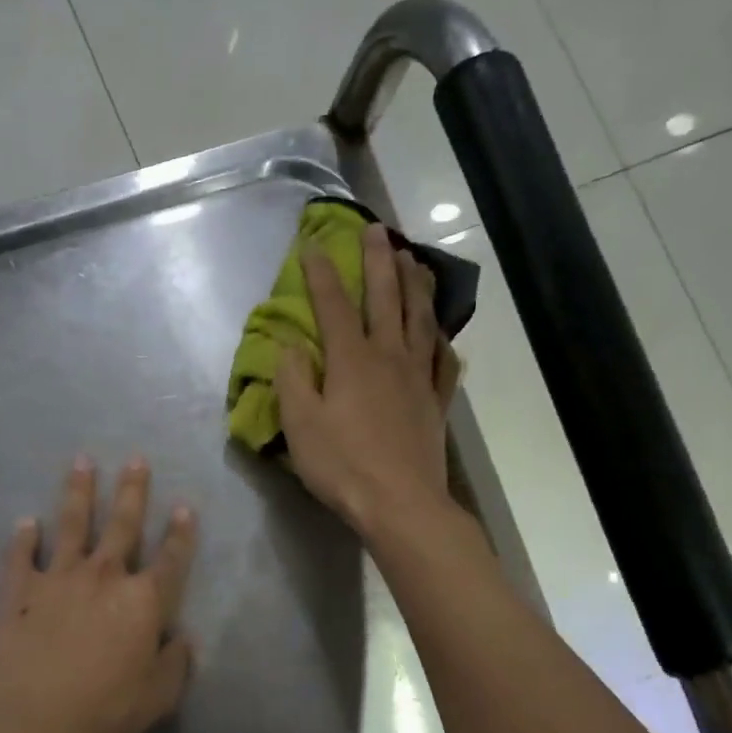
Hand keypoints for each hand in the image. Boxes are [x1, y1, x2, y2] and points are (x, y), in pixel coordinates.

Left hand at [0, 457, 197, 732]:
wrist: (33, 720)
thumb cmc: (104, 710)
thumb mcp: (158, 696)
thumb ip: (176, 664)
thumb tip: (182, 639)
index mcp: (143, 601)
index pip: (170, 559)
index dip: (180, 534)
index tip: (183, 507)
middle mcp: (103, 577)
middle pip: (122, 525)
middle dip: (131, 490)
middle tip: (135, 459)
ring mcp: (58, 578)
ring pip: (71, 525)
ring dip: (78, 492)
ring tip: (81, 462)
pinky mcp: (19, 590)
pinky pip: (21, 556)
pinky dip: (23, 538)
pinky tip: (26, 523)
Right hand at [275, 223, 461, 540]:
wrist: (401, 503)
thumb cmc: (342, 465)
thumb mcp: (300, 424)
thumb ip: (292, 379)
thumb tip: (289, 344)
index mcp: (351, 359)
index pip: (333, 305)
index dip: (321, 273)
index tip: (312, 244)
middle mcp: (389, 356)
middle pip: (386, 297)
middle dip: (377, 260)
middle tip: (376, 229)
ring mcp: (418, 376)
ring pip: (420, 317)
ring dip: (414, 283)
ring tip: (411, 259)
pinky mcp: (436, 400)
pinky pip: (442, 357)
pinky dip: (440, 336)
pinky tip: (439, 328)